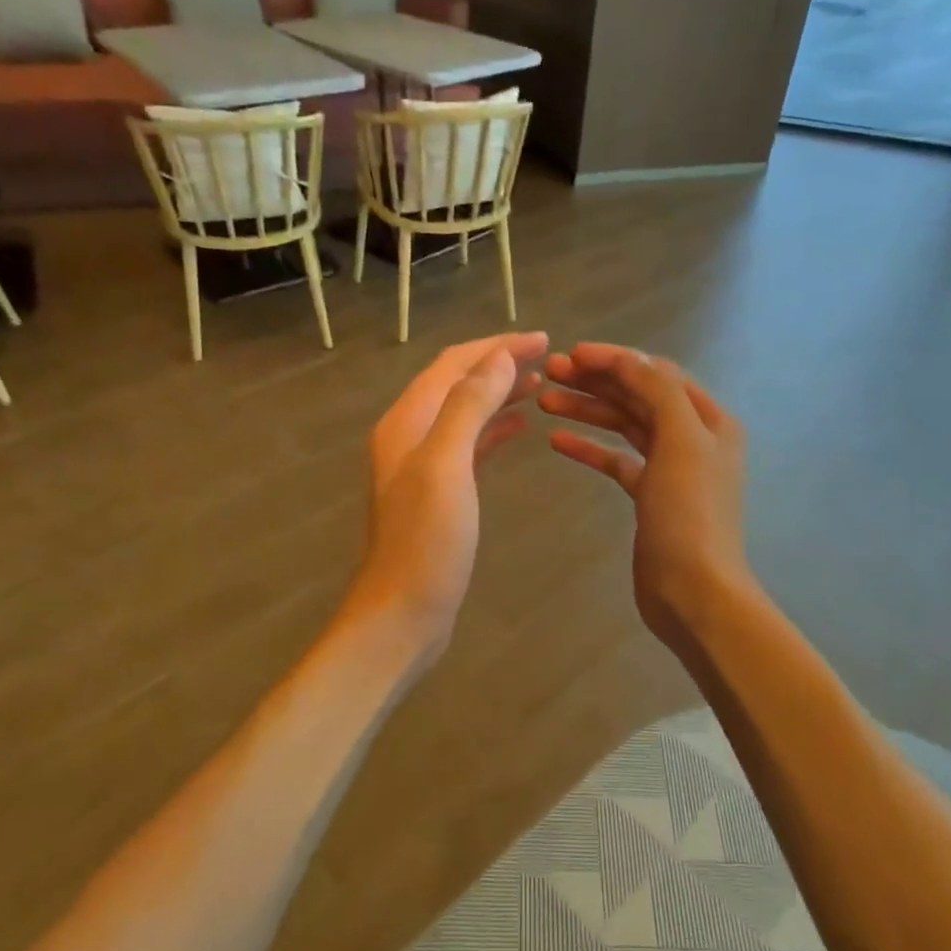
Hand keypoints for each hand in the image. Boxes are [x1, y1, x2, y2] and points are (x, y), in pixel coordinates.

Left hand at [343, 332, 547, 662]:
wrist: (403, 612)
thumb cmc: (426, 541)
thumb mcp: (446, 465)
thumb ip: (468, 406)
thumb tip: (497, 357)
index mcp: (407, 422)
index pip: (452, 365)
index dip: (495, 346)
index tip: (541, 338)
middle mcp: (410, 436)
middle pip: (456, 384)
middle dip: (498, 364)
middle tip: (547, 357)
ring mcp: (422, 466)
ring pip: (464, 413)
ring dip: (498, 394)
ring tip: (539, 384)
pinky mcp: (438, 493)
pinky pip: (468, 445)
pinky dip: (493, 429)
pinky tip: (519, 428)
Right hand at [539, 343, 747, 648]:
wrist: (694, 592)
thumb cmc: (690, 515)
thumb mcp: (682, 442)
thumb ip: (658, 392)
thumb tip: (629, 359)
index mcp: (708, 420)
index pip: (657, 374)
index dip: (615, 359)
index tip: (571, 353)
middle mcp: (693, 438)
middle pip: (638, 397)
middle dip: (595, 382)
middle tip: (549, 373)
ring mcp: (670, 469)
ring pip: (624, 427)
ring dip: (587, 411)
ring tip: (545, 400)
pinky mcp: (649, 497)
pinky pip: (616, 461)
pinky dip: (590, 449)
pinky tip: (557, 441)